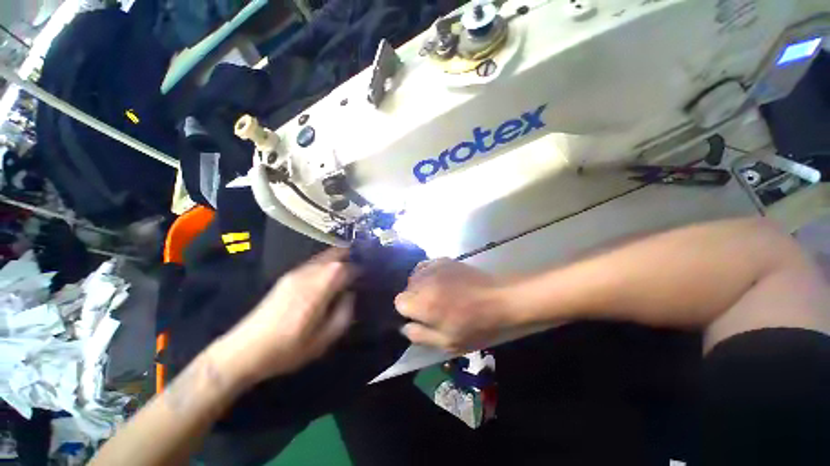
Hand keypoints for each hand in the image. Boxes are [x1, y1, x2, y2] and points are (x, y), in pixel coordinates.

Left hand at [215, 248, 355, 386]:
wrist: (245, 350)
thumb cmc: (289, 348)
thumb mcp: (324, 339)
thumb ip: (344, 313)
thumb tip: (351, 294)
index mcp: (320, 287)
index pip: (347, 268)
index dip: (360, 269)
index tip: (367, 275)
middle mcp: (309, 273)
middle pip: (335, 254)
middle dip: (350, 255)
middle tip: (361, 264)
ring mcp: (296, 273)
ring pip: (324, 256)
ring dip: (338, 257)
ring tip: (348, 267)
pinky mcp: (287, 277)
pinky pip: (313, 262)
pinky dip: (326, 262)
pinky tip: (328, 274)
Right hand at [395, 259, 513, 352]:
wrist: (499, 298)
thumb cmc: (475, 325)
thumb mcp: (447, 342)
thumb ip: (420, 335)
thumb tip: (405, 327)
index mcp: (423, 303)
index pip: (399, 302)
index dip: (408, 312)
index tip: (421, 317)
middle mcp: (424, 281)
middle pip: (406, 288)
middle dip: (413, 299)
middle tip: (431, 308)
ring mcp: (434, 267)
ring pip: (414, 276)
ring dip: (420, 286)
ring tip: (435, 294)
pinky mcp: (444, 260)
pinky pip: (426, 266)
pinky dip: (427, 273)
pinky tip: (438, 281)